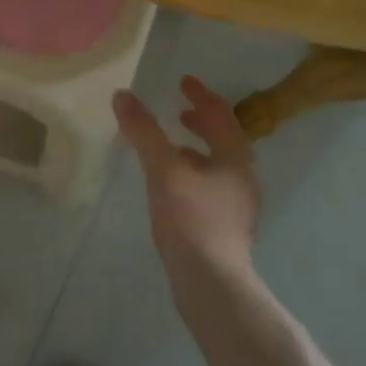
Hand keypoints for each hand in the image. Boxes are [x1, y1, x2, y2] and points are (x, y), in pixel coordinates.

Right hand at [113, 77, 261, 277]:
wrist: (212, 284)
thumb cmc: (192, 220)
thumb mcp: (163, 170)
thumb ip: (144, 132)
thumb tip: (123, 95)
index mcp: (235, 157)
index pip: (221, 114)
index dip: (201, 95)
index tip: (183, 81)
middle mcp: (243, 178)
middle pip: (224, 139)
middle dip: (201, 123)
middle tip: (179, 111)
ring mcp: (237, 206)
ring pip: (217, 165)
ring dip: (196, 149)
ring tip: (170, 148)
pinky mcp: (226, 228)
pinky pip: (210, 186)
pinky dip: (193, 173)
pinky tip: (171, 187)